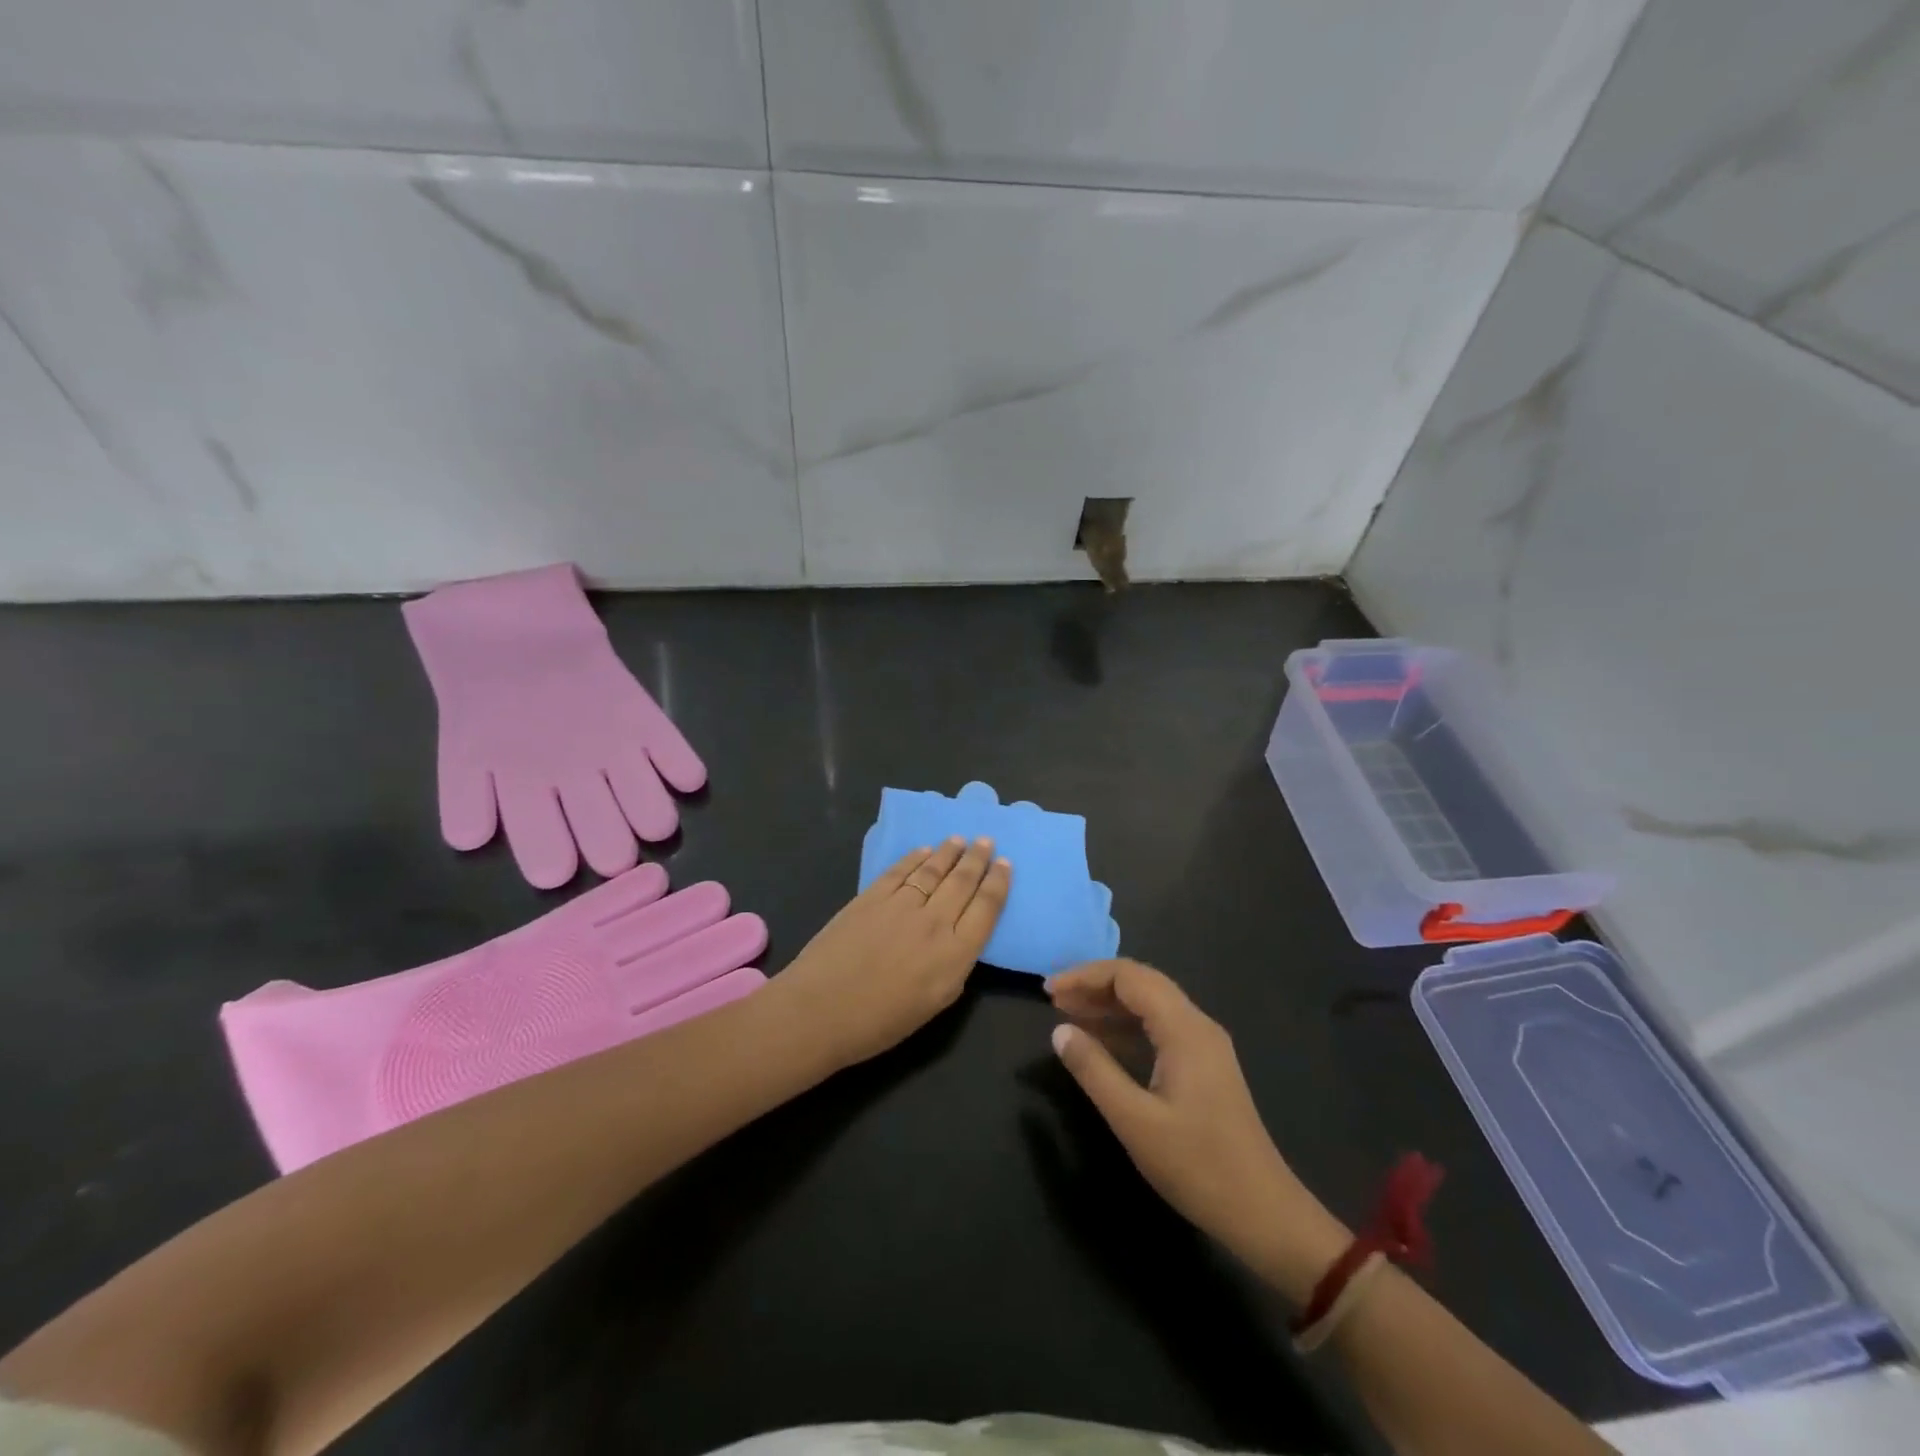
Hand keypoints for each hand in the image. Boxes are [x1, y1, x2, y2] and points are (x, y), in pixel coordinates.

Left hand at [773, 838, 1009, 1072]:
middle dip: (978, 859)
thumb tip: (960, 940)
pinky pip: (901, 870)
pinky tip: (924, 850)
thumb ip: (955, 967)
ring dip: (950, 852)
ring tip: (960, 839)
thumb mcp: (935, 1004)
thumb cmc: (879, 1022)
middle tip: (987, 841)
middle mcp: (934, 922)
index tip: (1005, 864)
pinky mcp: (871, 896)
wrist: (819, 1011)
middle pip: (963, 882)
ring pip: (933, 869)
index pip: (987, 908)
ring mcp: (901, 904)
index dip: (998, 883)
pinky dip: (915, 858)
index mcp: (955, 954)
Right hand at [1046, 959, 1349, 1302]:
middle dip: (1094, 985)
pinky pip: (1159, 1028)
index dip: (1085, 976)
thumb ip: (1094, 1071)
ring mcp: (1204, 1046)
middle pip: (1141, 983)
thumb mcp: (1135, 1121)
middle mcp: (1197, 1026)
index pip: (1129, 977)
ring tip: (1068, 1016)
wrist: (1263, 1213)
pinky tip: (1101, 1044)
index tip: (1049, 992)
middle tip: (1054, 1000)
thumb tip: (1059, 1031)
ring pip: (1150, 1005)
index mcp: (1184, 1029)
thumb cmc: (1197, 1166)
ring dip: (1109, 1005)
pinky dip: (1126, 1027)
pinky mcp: (1203, 1067)